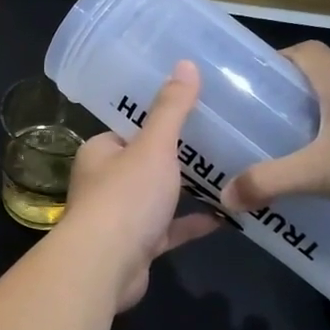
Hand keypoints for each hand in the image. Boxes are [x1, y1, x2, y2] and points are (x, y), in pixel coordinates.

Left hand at [62, 61, 221, 311]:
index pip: (130, 130)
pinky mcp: (136, 246)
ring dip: (186, 190)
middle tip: (222, 140)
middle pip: (145, 163)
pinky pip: (168, 229)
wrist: (106, 266)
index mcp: (99, 153)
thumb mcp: (153, 146)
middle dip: (178, 157)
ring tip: (229, 173)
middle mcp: (104, 182)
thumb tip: (185, 63)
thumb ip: (171, 109)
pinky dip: (192, 223)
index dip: (158, 122)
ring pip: (157, 197)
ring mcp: (120, 217)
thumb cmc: (126, 197)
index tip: (196, 111)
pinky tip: (226, 215)